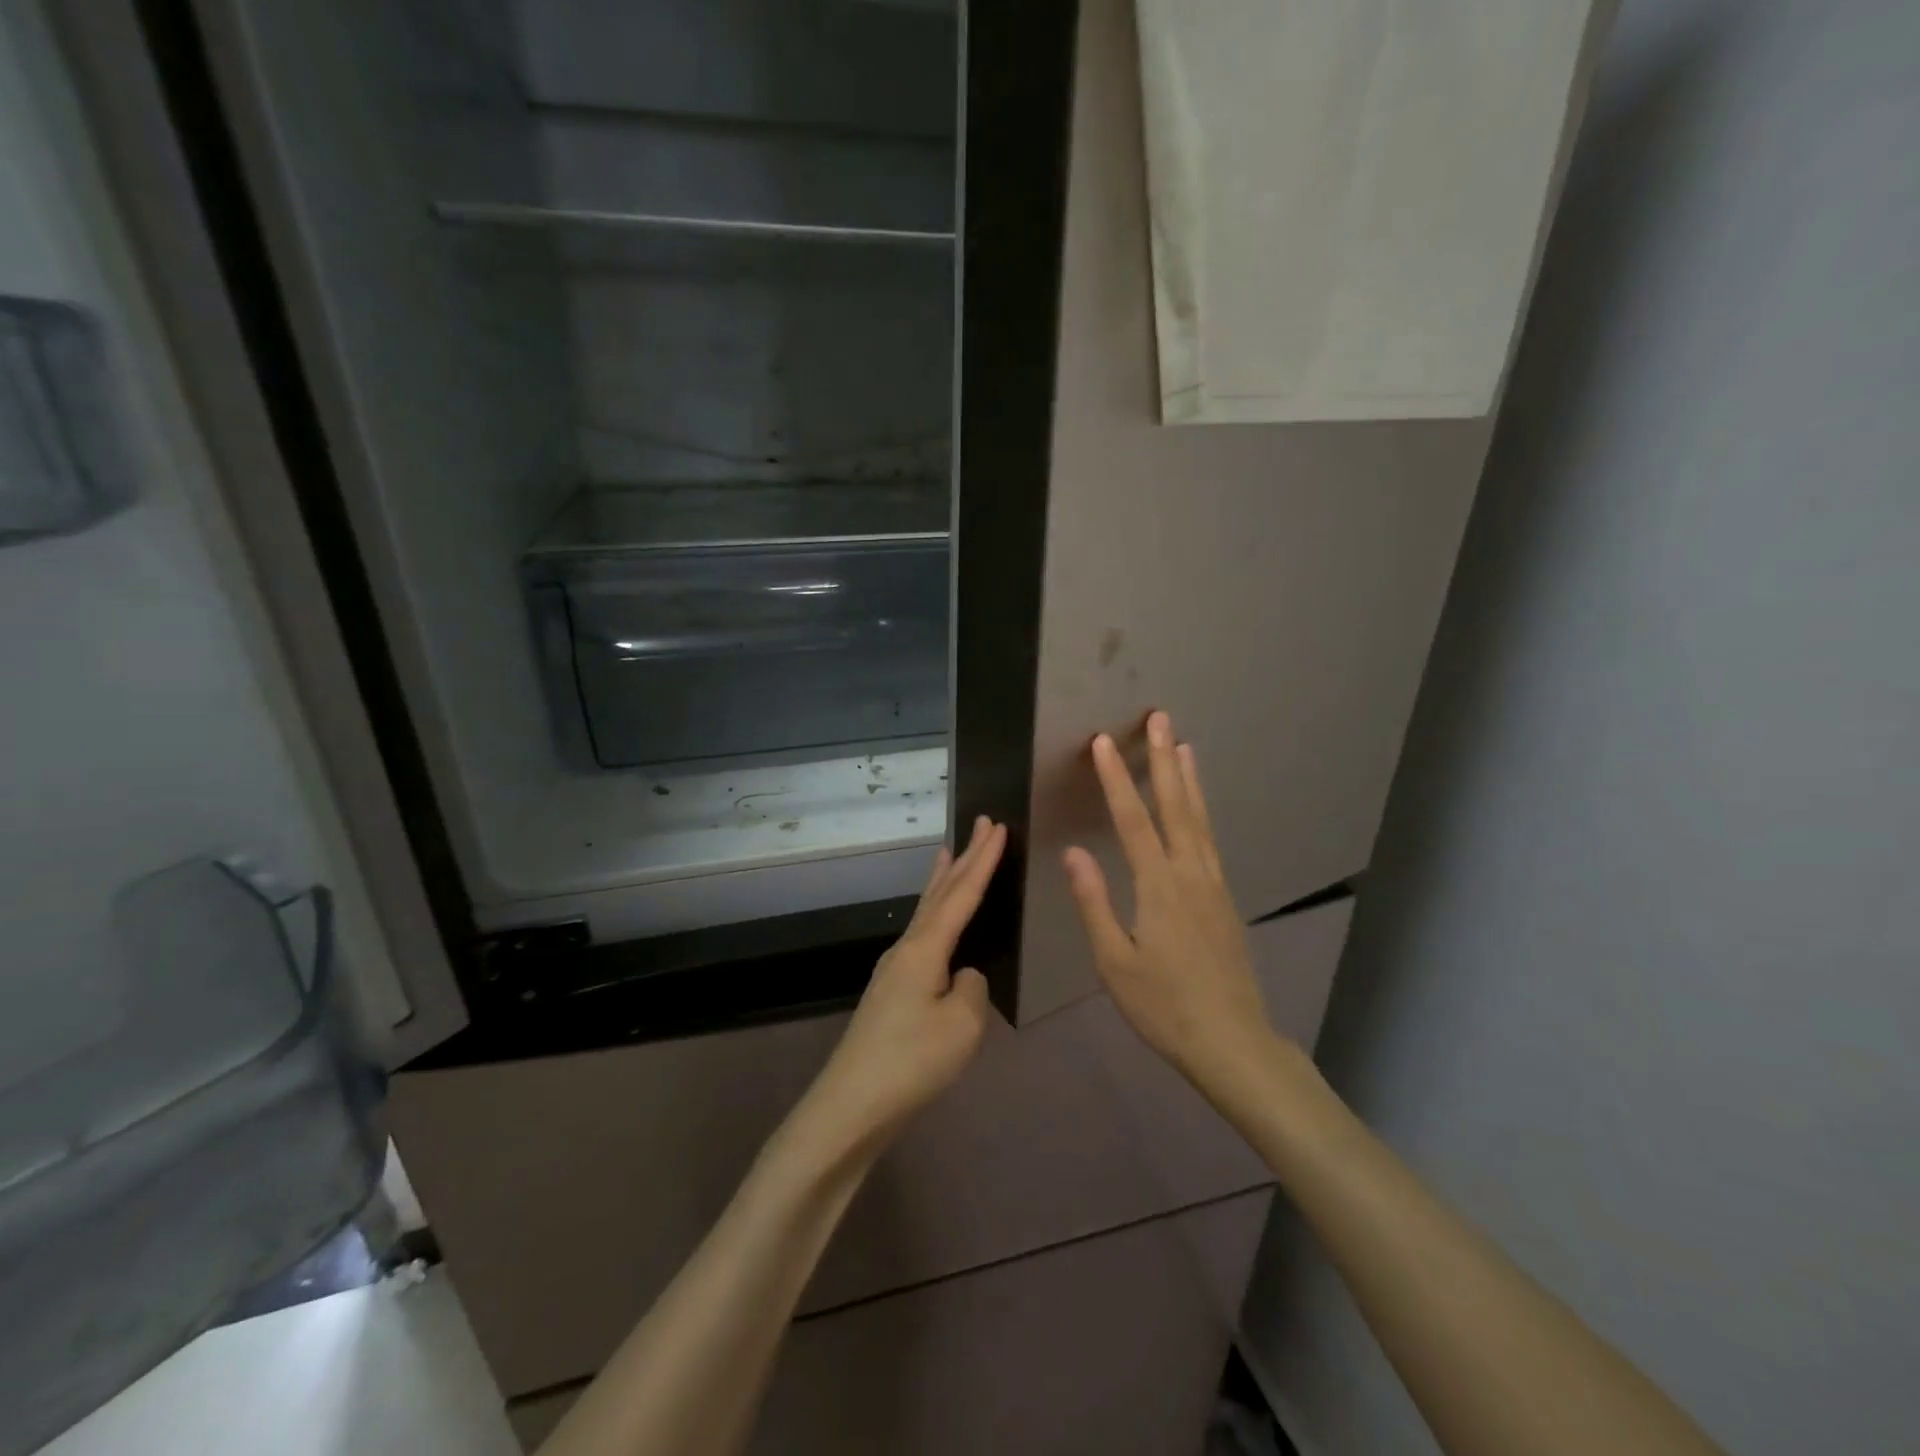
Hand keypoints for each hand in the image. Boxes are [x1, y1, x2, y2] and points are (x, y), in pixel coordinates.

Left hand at [798, 816, 1006, 1160]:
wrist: (851, 1105)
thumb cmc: (912, 1062)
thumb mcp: (962, 1025)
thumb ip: (971, 988)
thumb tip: (964, 976)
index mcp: (925, 948)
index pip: (962, 894)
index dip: (984, 860)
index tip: (999, 826)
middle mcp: (907, 947)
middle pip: (940, 893)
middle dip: (964, 857)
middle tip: (980, 823)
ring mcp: (894, 969)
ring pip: (926, 911)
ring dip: (944, 880)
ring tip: (951, 853)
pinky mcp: (891, 991)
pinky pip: (921, 934)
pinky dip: (934, 912)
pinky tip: (938, 923)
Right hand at [1063, 712, 1274, 1085]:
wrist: (1232, 1041)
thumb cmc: (1164, 1006)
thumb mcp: (1115, 962)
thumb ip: (1095, 903)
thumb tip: (1073, 851)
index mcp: (1159, 887)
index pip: (1133, 820)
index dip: (1116, 779)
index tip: (1103, 742)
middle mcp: (1191, 874)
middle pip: (1175, 806)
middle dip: (1164, 759)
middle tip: (1160, 718)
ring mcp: (1213, 884)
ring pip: (1198, 819)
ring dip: (1188, 779)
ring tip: (1183, 744)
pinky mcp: (1224, 898)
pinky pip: (1210, 839)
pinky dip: (1201, 811)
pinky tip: (1197, 807)